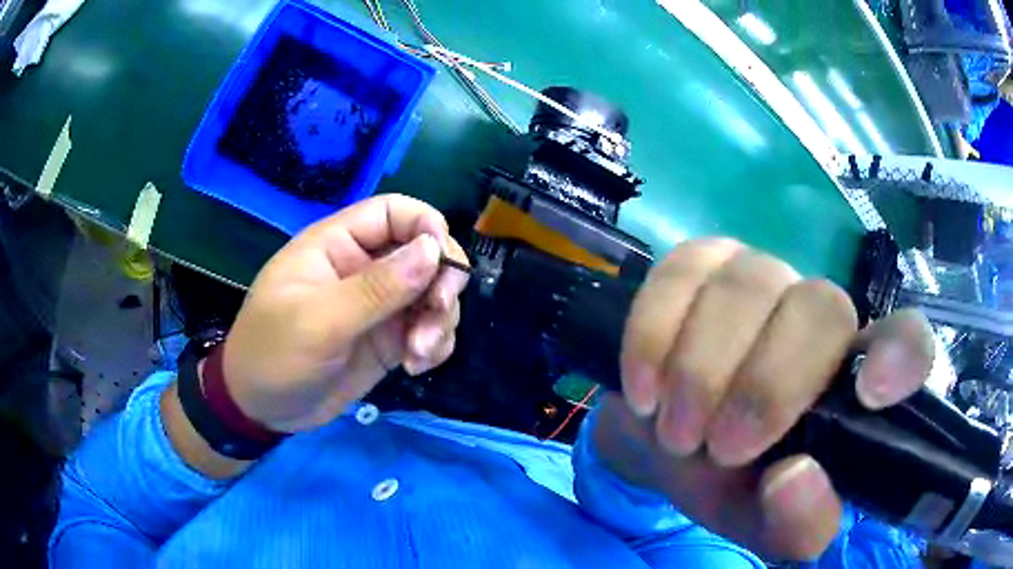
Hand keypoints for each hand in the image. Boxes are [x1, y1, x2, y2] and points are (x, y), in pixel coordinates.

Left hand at [221, 195, 468, 432]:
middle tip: (435, 315)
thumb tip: (433, 249)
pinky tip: (417, 366)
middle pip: (425, 252)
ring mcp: (379, 305)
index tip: (445, 264)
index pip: (395, 212)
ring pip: (432, 293)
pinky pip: (428, 329)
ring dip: (439, 321)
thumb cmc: (273, 354)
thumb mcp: (318, 321)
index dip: (427, 227)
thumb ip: (376, 287)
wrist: (262, 410)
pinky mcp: (388, 339)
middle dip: (441, 282)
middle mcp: (363, 267)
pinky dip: (435, 344)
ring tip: (418, 354)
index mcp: (337, 245)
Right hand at [594, 238, 933, 559]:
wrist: (662, 440)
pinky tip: (644, 387)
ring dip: (700, 371)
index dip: (899, 353)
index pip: (907, 341)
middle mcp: (818, 314)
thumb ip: (794, 525)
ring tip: (675, 430)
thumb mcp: (760, 524)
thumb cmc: (726, 483)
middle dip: (765, 385)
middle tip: (718, 448)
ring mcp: (758, 276)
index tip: (869, 393)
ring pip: (746, 287)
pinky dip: (653, 336)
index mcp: (851, 378)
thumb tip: (794, 479)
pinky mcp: (699, 263)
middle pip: (819, 308)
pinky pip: (679, 274)